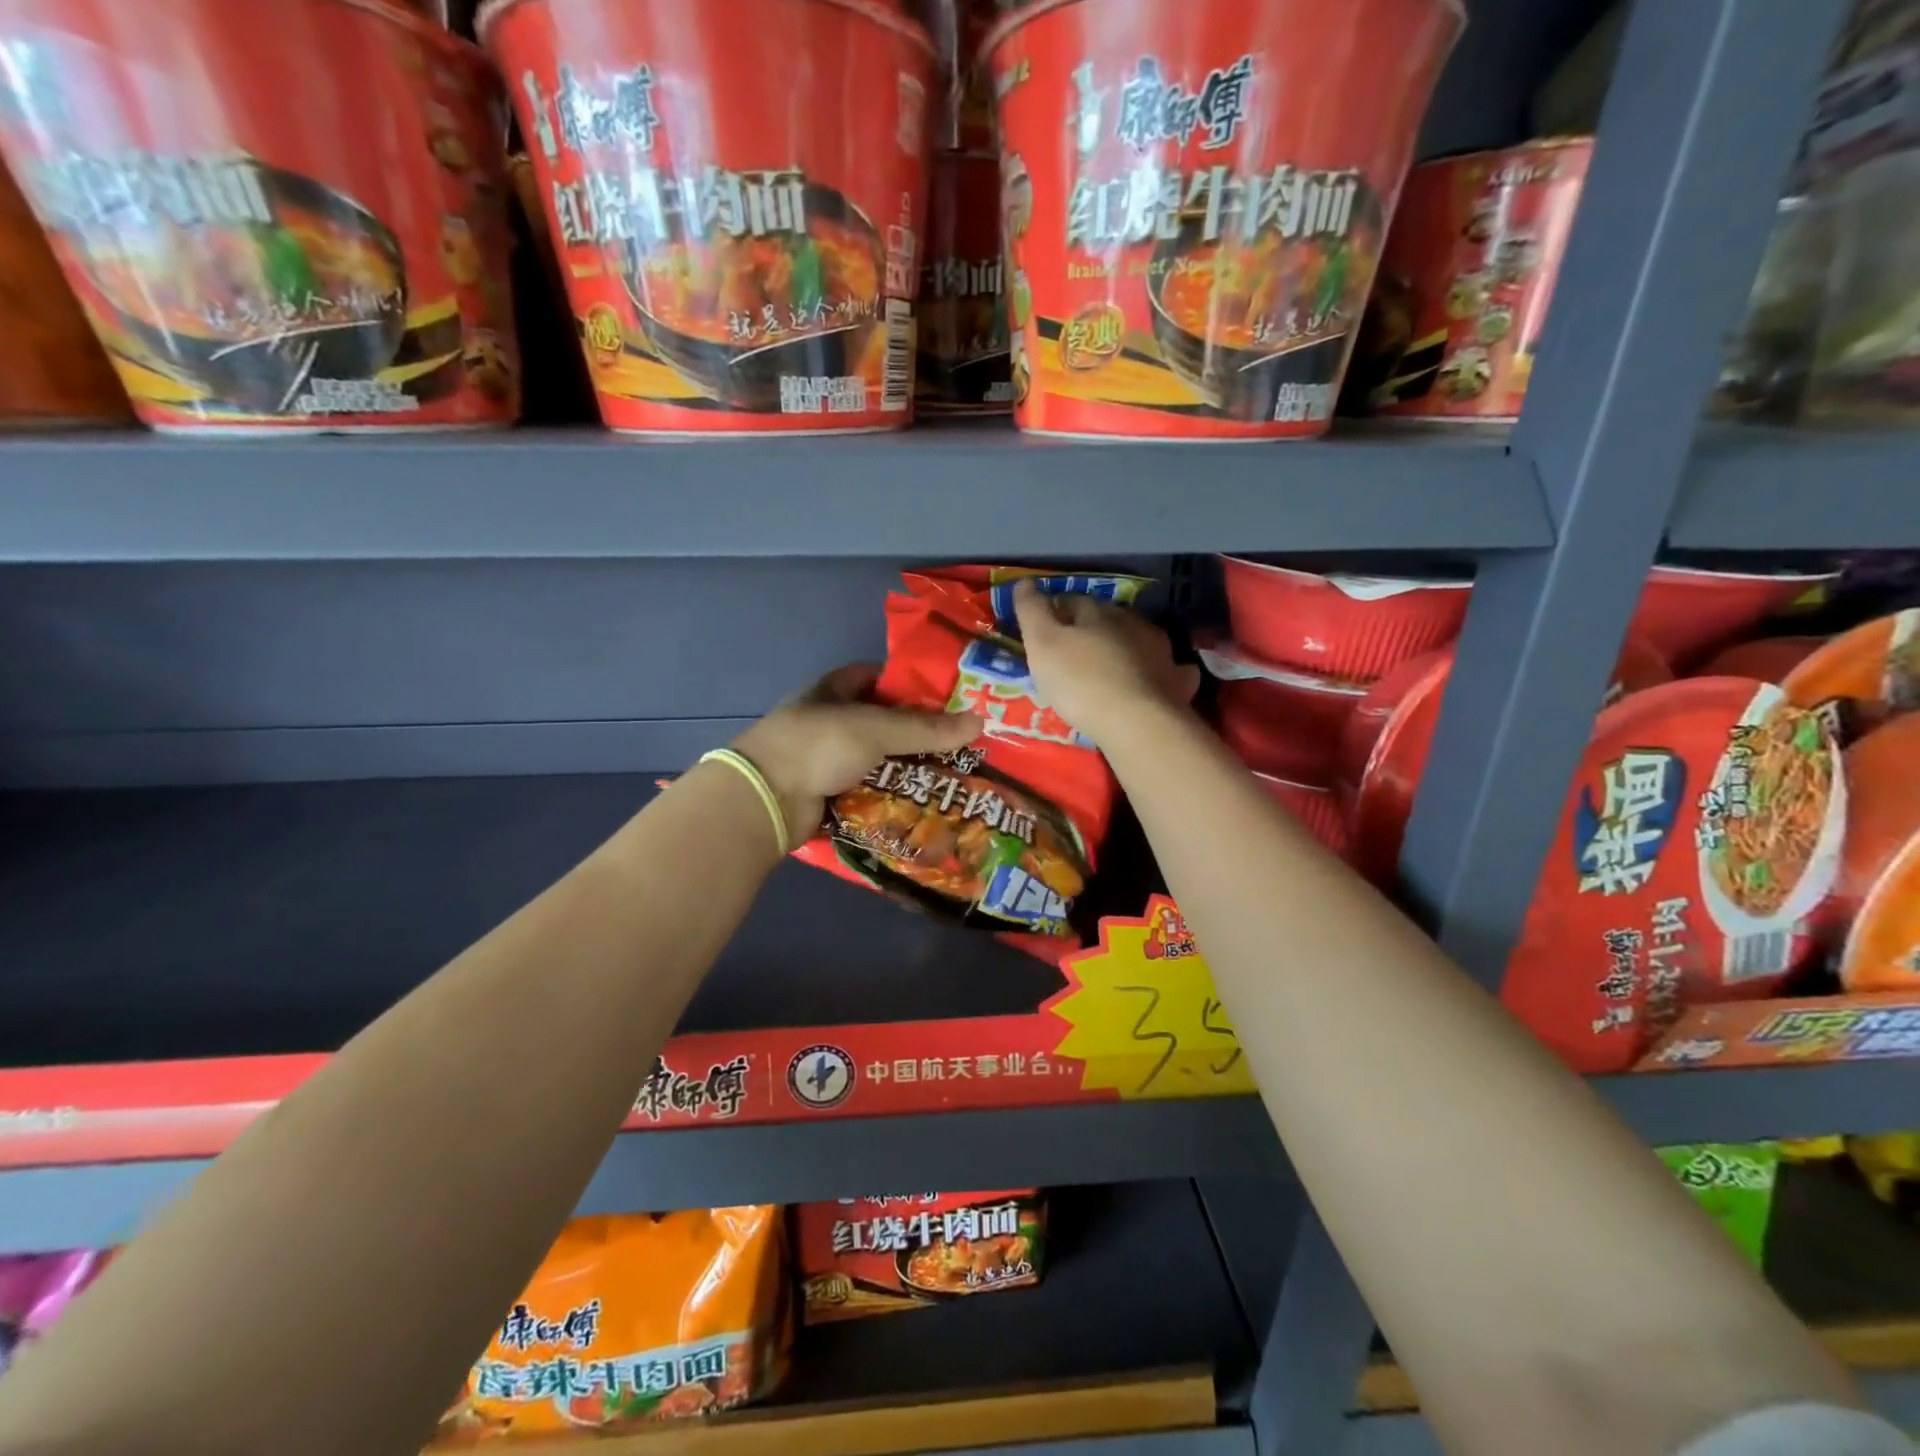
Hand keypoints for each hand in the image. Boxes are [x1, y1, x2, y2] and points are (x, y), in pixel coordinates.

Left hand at [730, 664, 982, 848]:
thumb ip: (925, 728)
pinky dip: (890, 795)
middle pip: (881, 721)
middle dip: (915, 732)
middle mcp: (829, 720)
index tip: (946, 697)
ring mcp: (826, 759)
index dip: (908, 683)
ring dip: (906, 767)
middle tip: (960, 742)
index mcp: (833, 690)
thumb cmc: (817, 745)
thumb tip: (979, 721)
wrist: (765, 799)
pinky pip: (867, 790)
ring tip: (952, 774)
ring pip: (876, 759)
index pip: (875, 677)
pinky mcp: (827, 792)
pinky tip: (922, 802)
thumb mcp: (875, 729)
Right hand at [1013, 579, 1198, 741]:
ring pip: (1138, 642)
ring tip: (1107, 668)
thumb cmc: (1081, 681)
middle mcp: (1134, 624)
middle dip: (1090, 631)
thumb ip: (1032, 611)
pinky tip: (1150, 682)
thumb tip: (1024, 582)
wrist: (1136, 722)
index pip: (1072, 601)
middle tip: (1071, 653)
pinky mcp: (1176, 682)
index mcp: (1100, 612)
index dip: (1054, 612)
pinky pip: (1167, 670)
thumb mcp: (1042, 644)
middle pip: (1107, 620)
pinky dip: (1156, 672)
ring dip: (1123, 649)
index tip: (1040, 629)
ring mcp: (1161, 652)